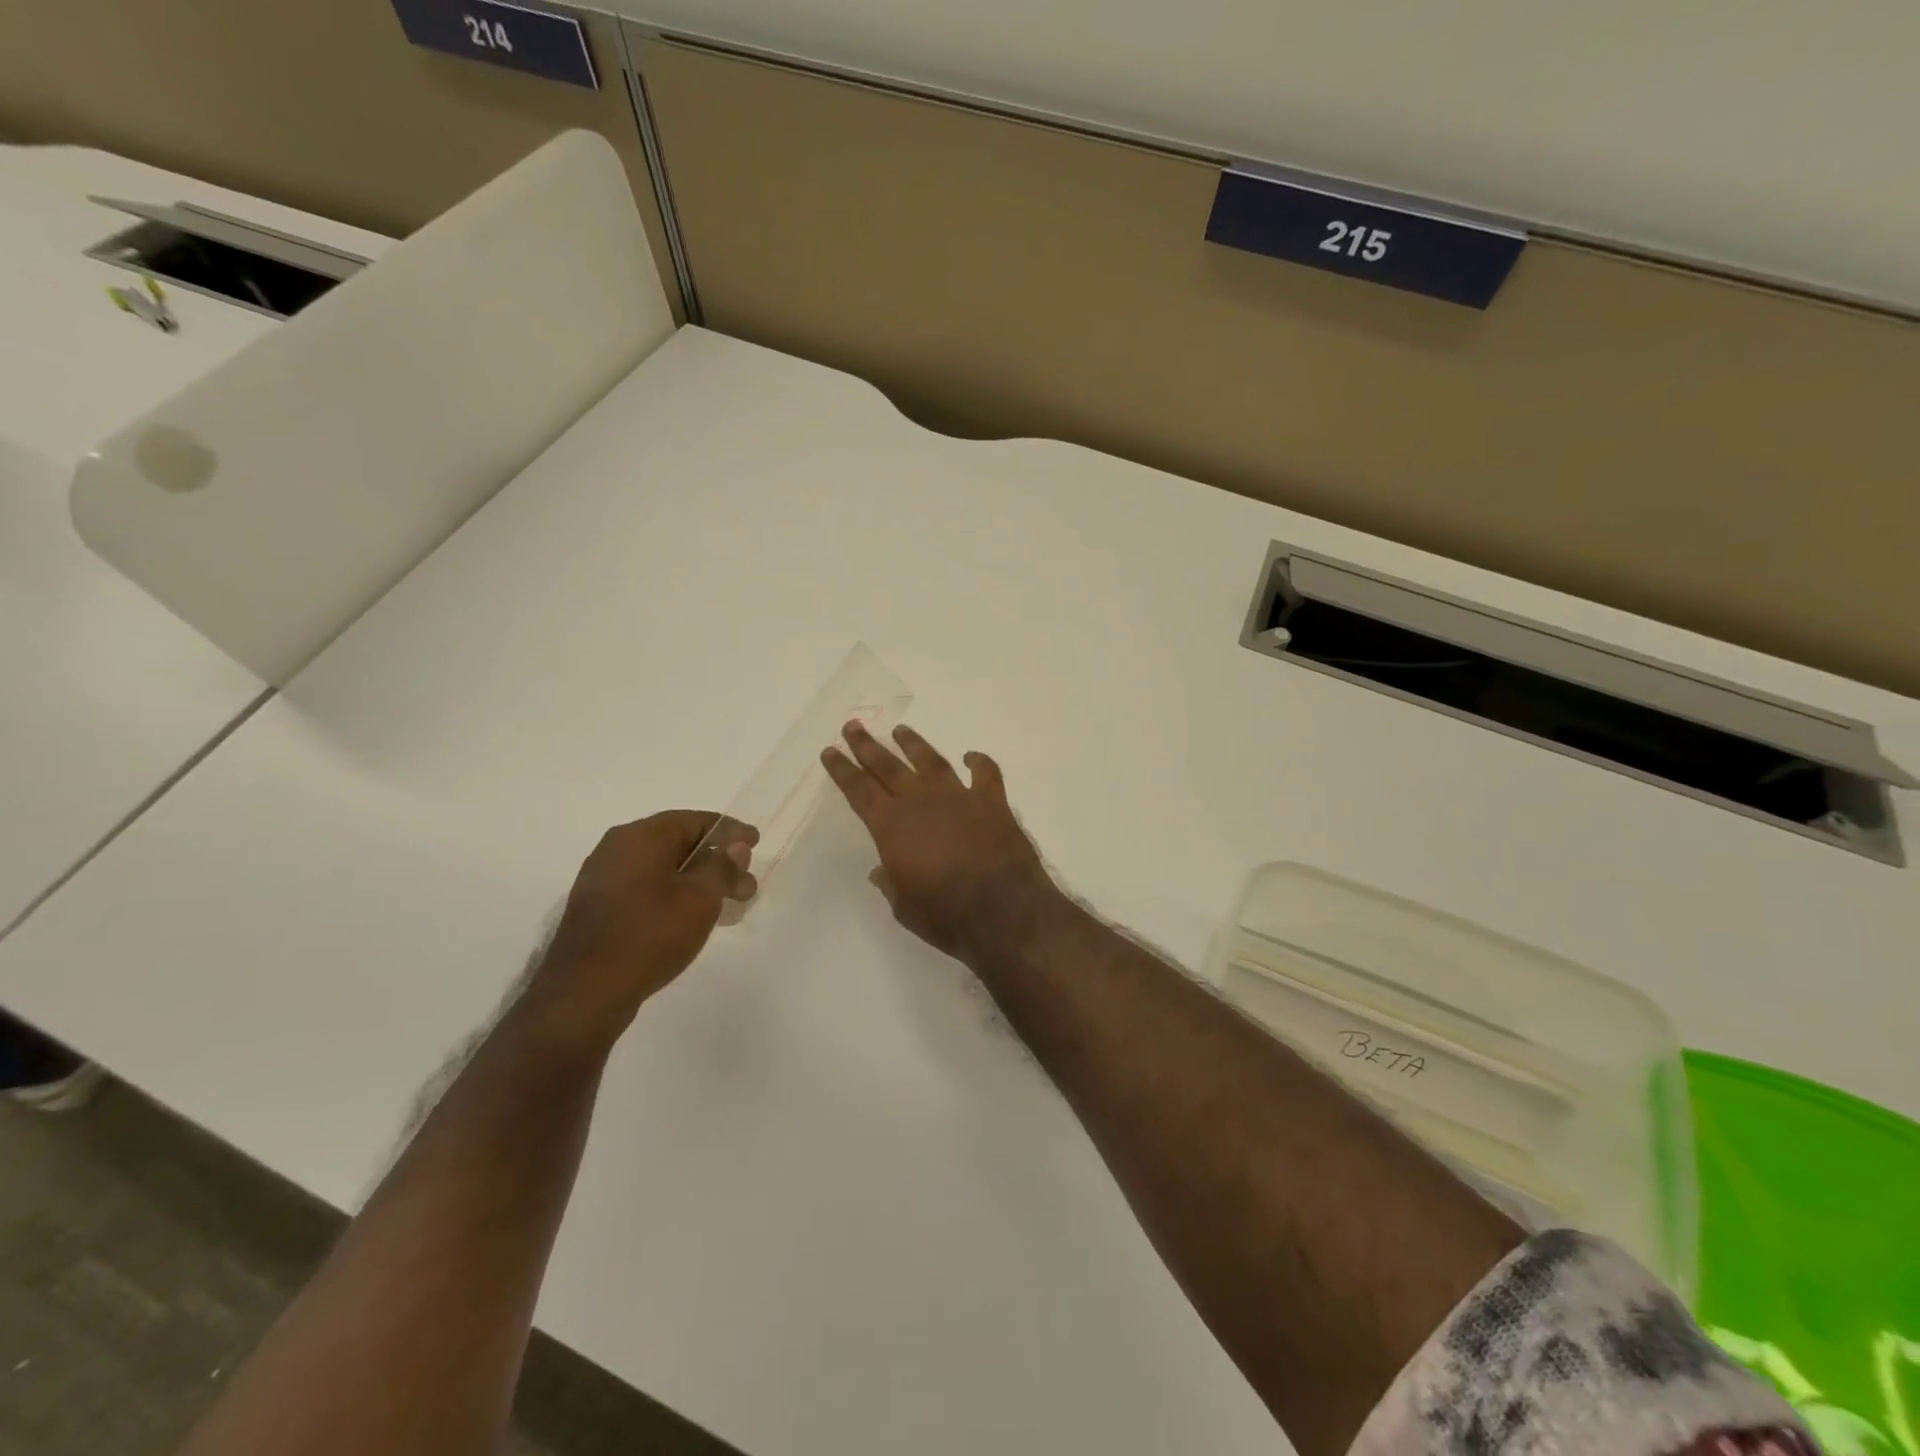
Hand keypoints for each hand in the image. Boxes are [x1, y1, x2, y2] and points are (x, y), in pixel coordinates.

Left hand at [530, 811, 757, 1044]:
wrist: (585, 993)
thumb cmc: (649, 935)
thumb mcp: (700, 898)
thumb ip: (722, 867)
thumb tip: (735, 846)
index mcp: (640, 837)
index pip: (694, 820)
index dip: (729, 831)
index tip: (755, 843)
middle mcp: (617, 849)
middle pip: (678, 843)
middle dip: (717, 862)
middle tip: (746, 886)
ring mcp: (603, 879)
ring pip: (663, 869)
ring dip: (698, 882)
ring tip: (726, 906)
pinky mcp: (598, 908)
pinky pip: (645, 888)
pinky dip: (674, 895)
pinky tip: (693, 918)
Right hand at [822, 723, 1060, 962]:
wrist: (1003, 911)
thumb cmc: (945, 915)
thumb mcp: (904, 907)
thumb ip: (890, 883)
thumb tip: (880, 870)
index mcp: (892, 826)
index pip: (859, 790)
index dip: (842, 770)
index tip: (830, 750)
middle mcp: (921, 802)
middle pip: (888, 767)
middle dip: (868, 746)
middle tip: (853, 726)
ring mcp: (959, 797)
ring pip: (931, 761)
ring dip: (914, 744)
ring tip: (901, 730)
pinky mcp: (992, 802)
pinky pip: (985, 773)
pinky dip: (979, 762)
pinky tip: (971, 756)